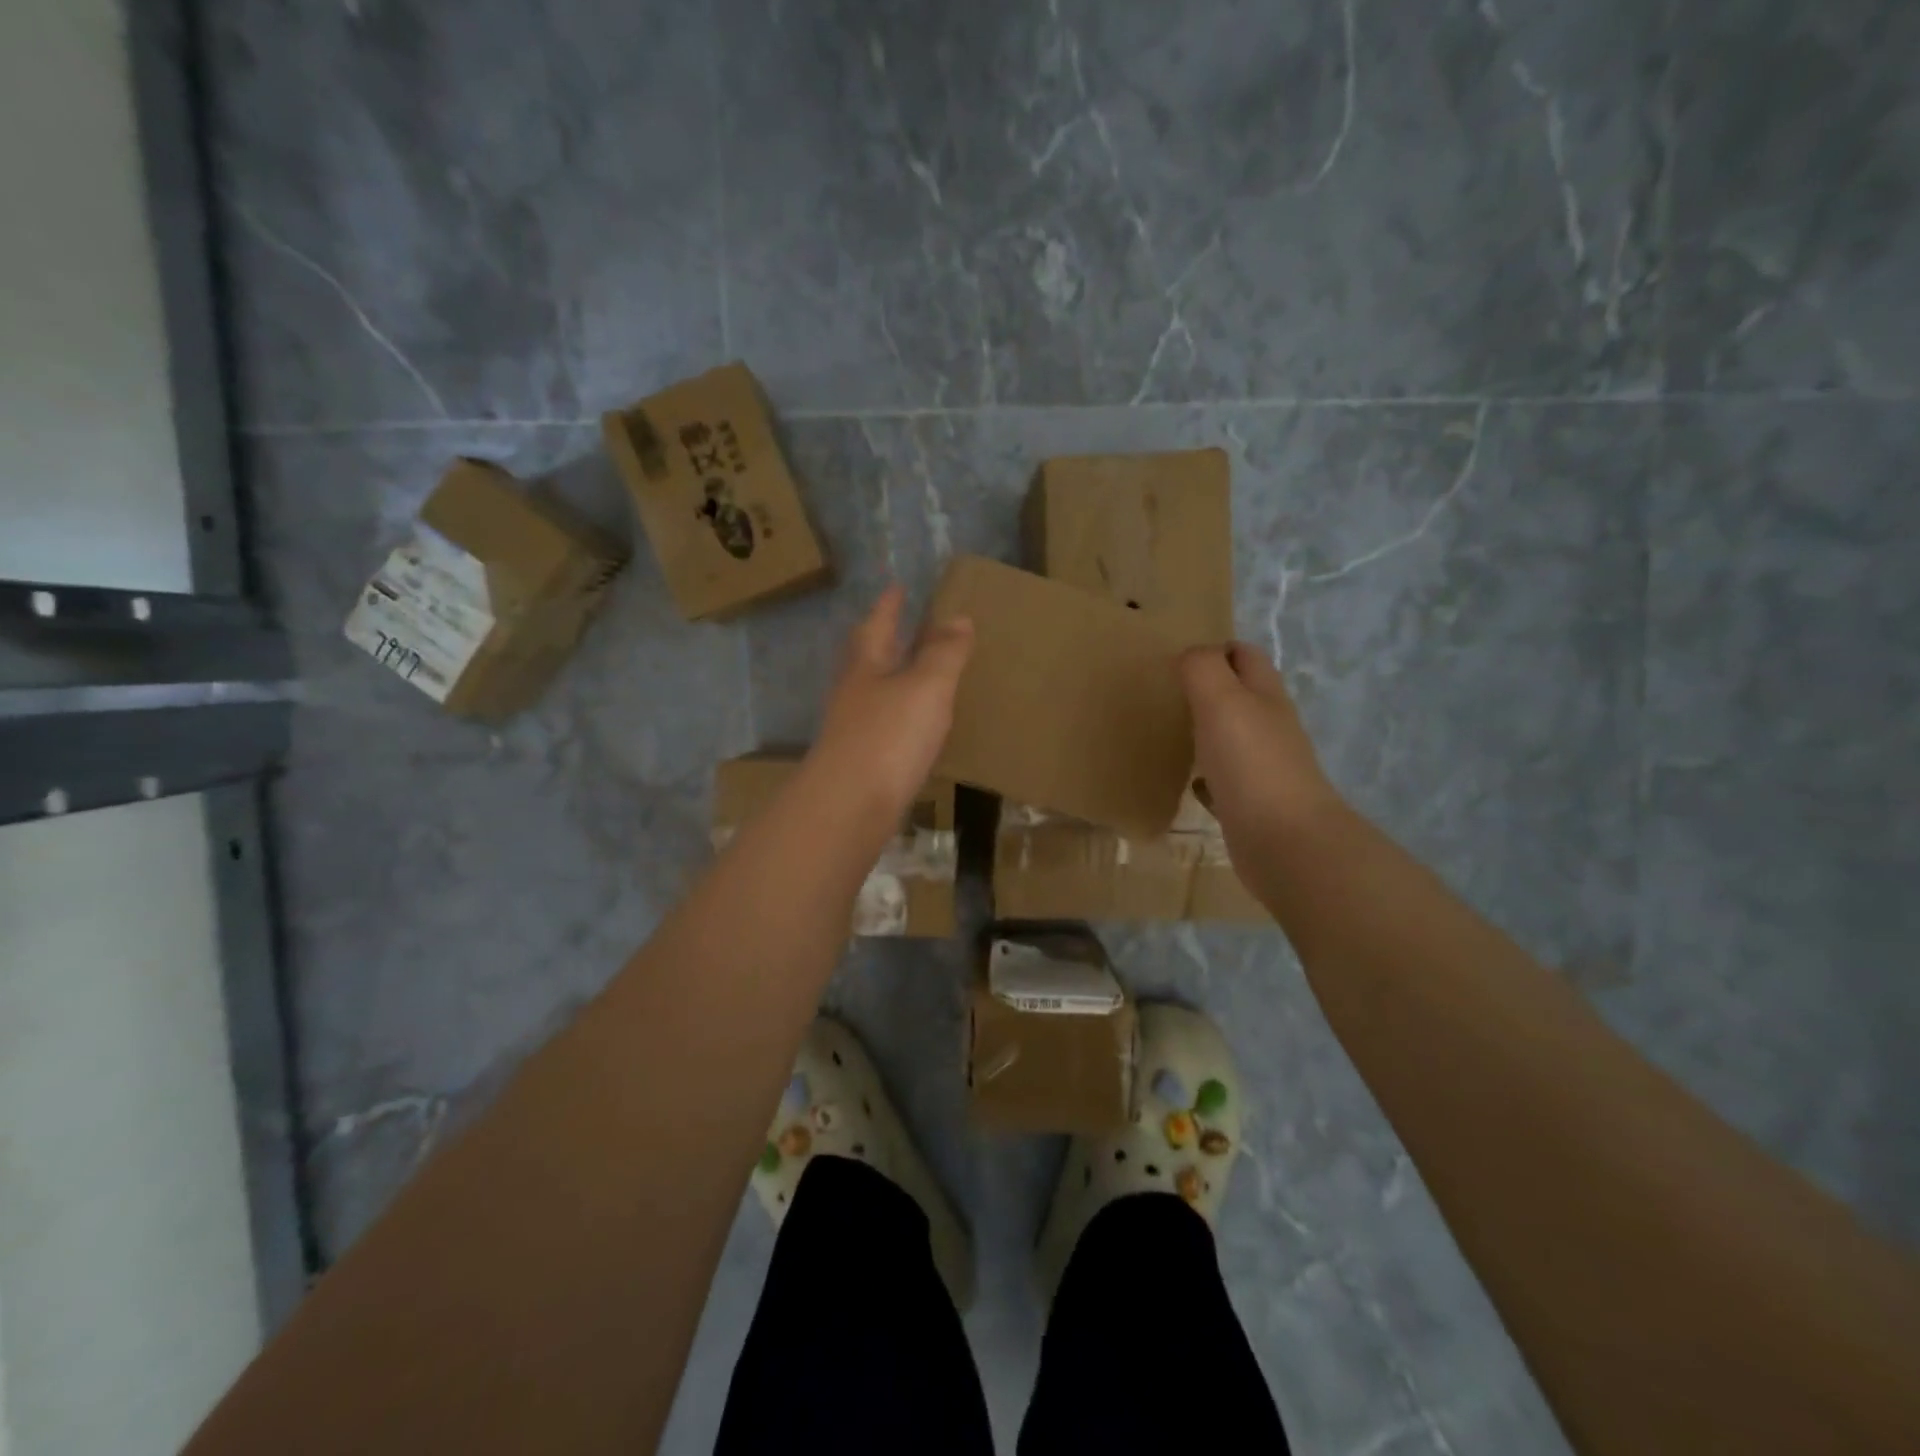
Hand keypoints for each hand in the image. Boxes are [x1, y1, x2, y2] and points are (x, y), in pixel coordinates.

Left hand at [809, 584, 973, 819]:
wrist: (851, 805)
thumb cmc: (889, 735)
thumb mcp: (926, 686)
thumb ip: (944, 653)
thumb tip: (959, 618)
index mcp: (866, 665)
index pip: (877, 623)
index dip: (889, 605)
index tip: (898, 586)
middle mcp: (854, 691)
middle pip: (868, 656)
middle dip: (886, 638)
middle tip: (904, 624)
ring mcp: (854, 727)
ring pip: (875, 691)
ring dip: (893, 677)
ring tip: (917, 672)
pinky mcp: (862, 760)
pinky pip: (884, 724)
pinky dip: (901, 715)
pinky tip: (916, 725)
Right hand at [1179, 643, 1344, 850]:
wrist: (1284, 841)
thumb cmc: (1250, 763)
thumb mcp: (1221, 701)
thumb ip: (1203, 669)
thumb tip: (1191, 655)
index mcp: (1266, 696)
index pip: (1246, 657)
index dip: (1218, 649)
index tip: (1180, 658)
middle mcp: (1270, 727)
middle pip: (1243, 696)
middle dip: (1211, 689)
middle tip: (1169, 693)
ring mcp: (1264, 768)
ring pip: (1234, 738)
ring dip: (1208, 731)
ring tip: (1171, 731)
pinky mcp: (1253, 804)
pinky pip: (1226, 780)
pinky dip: (1208, 775)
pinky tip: (1189, 782)